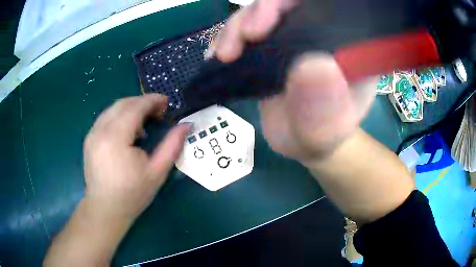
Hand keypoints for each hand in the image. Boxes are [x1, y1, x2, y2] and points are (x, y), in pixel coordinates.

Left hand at [83, 94, 189, 219]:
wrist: (106, 209)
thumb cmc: (132, 194)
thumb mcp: (157, 172)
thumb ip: (172, 145)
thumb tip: (186, 125)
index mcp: (115, 138)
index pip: (135, 107)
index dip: (152, 100)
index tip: (166, 102)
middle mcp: (100, 130)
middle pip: (122, 103)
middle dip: (142, 102)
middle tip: (158, 111)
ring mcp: (92, 134)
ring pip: (112, 109)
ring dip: (130, 108)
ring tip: (144, 122)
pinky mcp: (89, 139)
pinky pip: (105, 118)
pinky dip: (119, 117)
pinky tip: (128, 131)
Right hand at [210, 0, 376, 161]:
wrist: (305, 141)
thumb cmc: (321, 138)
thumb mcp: (325, 133)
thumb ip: (324, 110)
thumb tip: (313, 65)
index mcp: (348, 45)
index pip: (326, 6)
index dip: (291, 5)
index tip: (262, 26)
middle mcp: (323, 33)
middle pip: (289, 4)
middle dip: (258, 13)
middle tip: (238, 42)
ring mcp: (297, 35)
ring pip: (264, 12)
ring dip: (237, 27)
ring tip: (224, 54)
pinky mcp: (274, 44)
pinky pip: (249, 28)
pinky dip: (231, 37)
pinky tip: (220, 55)